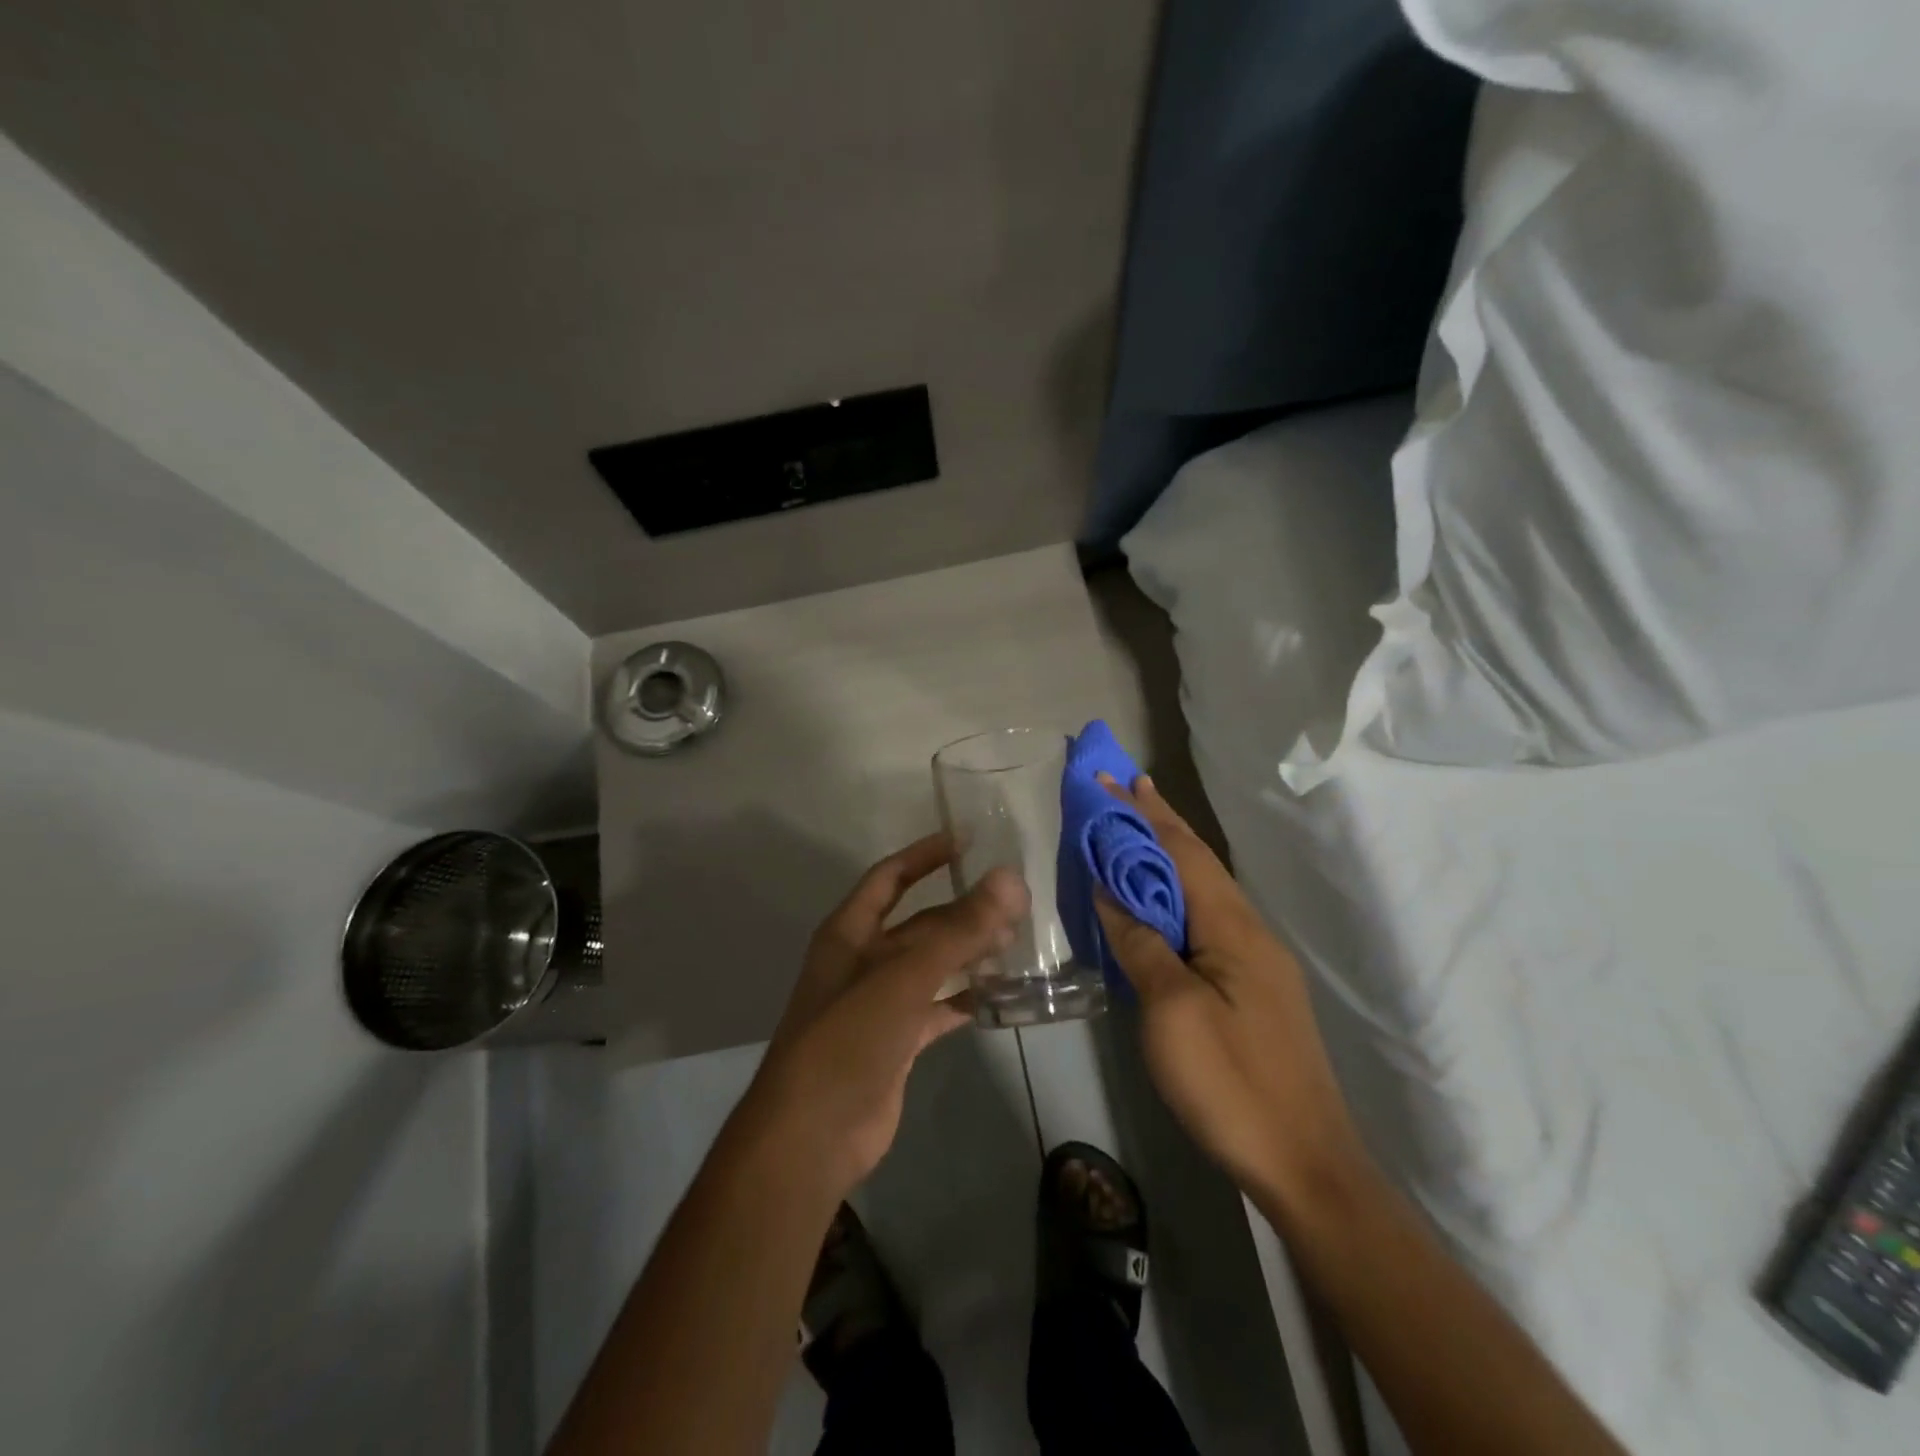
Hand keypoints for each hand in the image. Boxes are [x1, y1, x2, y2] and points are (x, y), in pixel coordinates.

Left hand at [729, 833, 1027, 1200]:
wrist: (812, 1134)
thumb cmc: (848, 1038)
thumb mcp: (904, 977)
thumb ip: (959, 929)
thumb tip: (1010, 878)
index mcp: (849, 933)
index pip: (890, 878)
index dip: (924, 855)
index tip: (967, 840)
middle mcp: (862, 961)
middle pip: (918, 923)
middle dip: (961, 911)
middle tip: (1013, 901)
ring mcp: (879, 1003)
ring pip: (931, 966)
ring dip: (967, 953)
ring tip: (1015, 941)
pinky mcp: (896, 1042)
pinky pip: (936, 1008)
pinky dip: (964, 999)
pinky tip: (998, 994)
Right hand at [1093, 775, 1360, 1205]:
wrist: (1305, 1164)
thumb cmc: (1231, 1083)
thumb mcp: (1171, 1011)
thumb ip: (1140, 943)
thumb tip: (1111, 890)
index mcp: (1232, 926)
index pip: (1181, 851)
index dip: (1143, 813)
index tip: (1111, 777)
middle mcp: (1249, 930)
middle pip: (1197, 862)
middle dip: (1158, 822)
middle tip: (1123, 788)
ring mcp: (1255, 961)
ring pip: (1203, 891)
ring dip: (1167, 856)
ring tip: (1133, 833)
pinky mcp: (1252, 988)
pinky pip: (1205, 921)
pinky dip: (1174, 896)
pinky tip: (1157, 904)